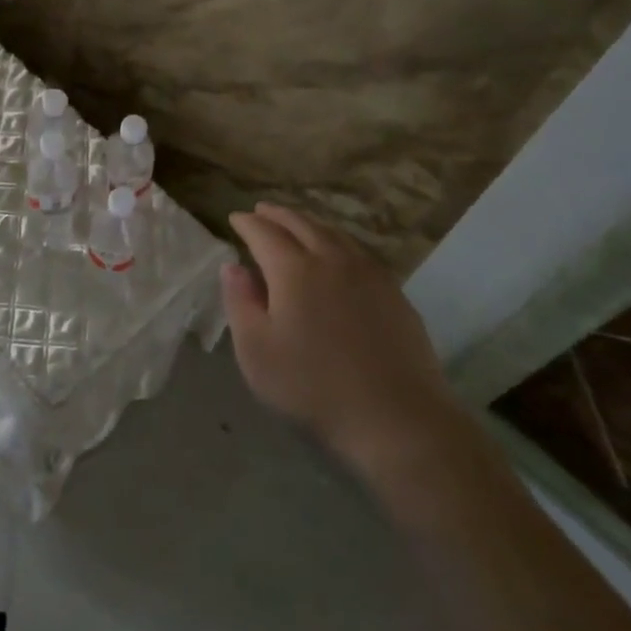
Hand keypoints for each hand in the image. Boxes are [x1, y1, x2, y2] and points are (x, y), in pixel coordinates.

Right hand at [223, 203, 458, 476]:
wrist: (397, 419)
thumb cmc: (313, 387)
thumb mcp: (256, 351)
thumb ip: (240, 302)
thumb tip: (233, 266)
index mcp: (293, 269)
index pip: (264, 233)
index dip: (247, 223)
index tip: (235, 219)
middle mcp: (332, 259)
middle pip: (301, 224)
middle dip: (277, 215)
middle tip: (261, 211)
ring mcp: (369, 274)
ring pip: (333, 233)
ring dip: (309, 223)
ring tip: (296, 225)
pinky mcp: (394, 294)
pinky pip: (358, 251)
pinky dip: (338, 241)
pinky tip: (338, 255)